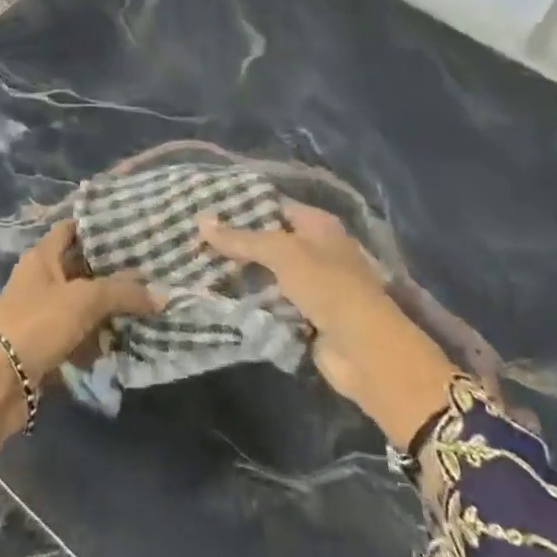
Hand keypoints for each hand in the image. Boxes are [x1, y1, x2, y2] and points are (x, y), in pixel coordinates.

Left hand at [0, 218, 154, 382]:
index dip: (99, 226)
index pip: (72, 229)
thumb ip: (123, 292)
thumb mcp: (84, 300)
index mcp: (42, 256)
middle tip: (153, 270)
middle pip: (83, 268)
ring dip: (111, 308)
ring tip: (150, 305)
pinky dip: (100, 337)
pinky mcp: (48, 343)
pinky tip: (127, 339)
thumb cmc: (38, 324)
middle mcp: (42, 279)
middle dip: (115, 272)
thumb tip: (163, 294)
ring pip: (85, 303)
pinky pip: (80, 334)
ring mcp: (43, 313)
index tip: (133, 228)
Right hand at [198, 203, 456, 446]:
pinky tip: (216, 296)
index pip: (273, 206)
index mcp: (317, 225)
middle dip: (235, 243)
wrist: (364, 350)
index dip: (241, 206)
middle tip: (191, 239)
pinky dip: (249, 302)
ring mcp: (310, 285)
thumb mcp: (282, 253)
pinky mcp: (303, 316)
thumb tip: (200, 220)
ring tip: (195, 265)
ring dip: (239, 274)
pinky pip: (270, 303)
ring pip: (266, 274)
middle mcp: (315, 250)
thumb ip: (241, 239)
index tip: (204, 208)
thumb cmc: (328, 286)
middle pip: (268, 240)